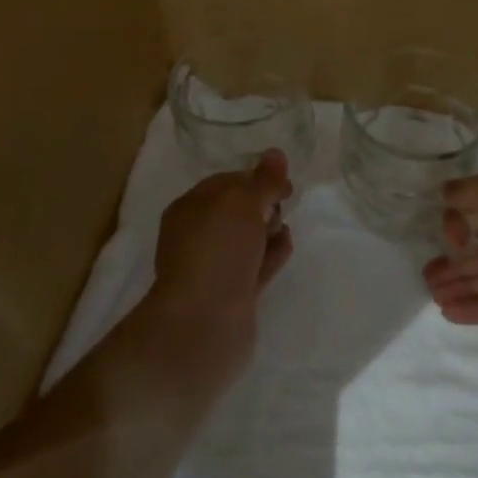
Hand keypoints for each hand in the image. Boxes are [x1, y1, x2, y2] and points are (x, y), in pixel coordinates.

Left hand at [136, 150, 294, 394]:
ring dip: (268, 229)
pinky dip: (271, 253)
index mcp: (189, 208)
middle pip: (236, 212)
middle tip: (284, 201)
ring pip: (246, 240)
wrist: (204, 324)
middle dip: (261, 204)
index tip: (283, 180)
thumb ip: (263, 180)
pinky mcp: (234, 294)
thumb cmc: (217, 251)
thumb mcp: (241, 203)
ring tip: (286, 223)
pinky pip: (256, 266)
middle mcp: (198, 236)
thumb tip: (277, 153)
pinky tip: (287, 244)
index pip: (224, 183)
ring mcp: (216, 268)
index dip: (254, 177)